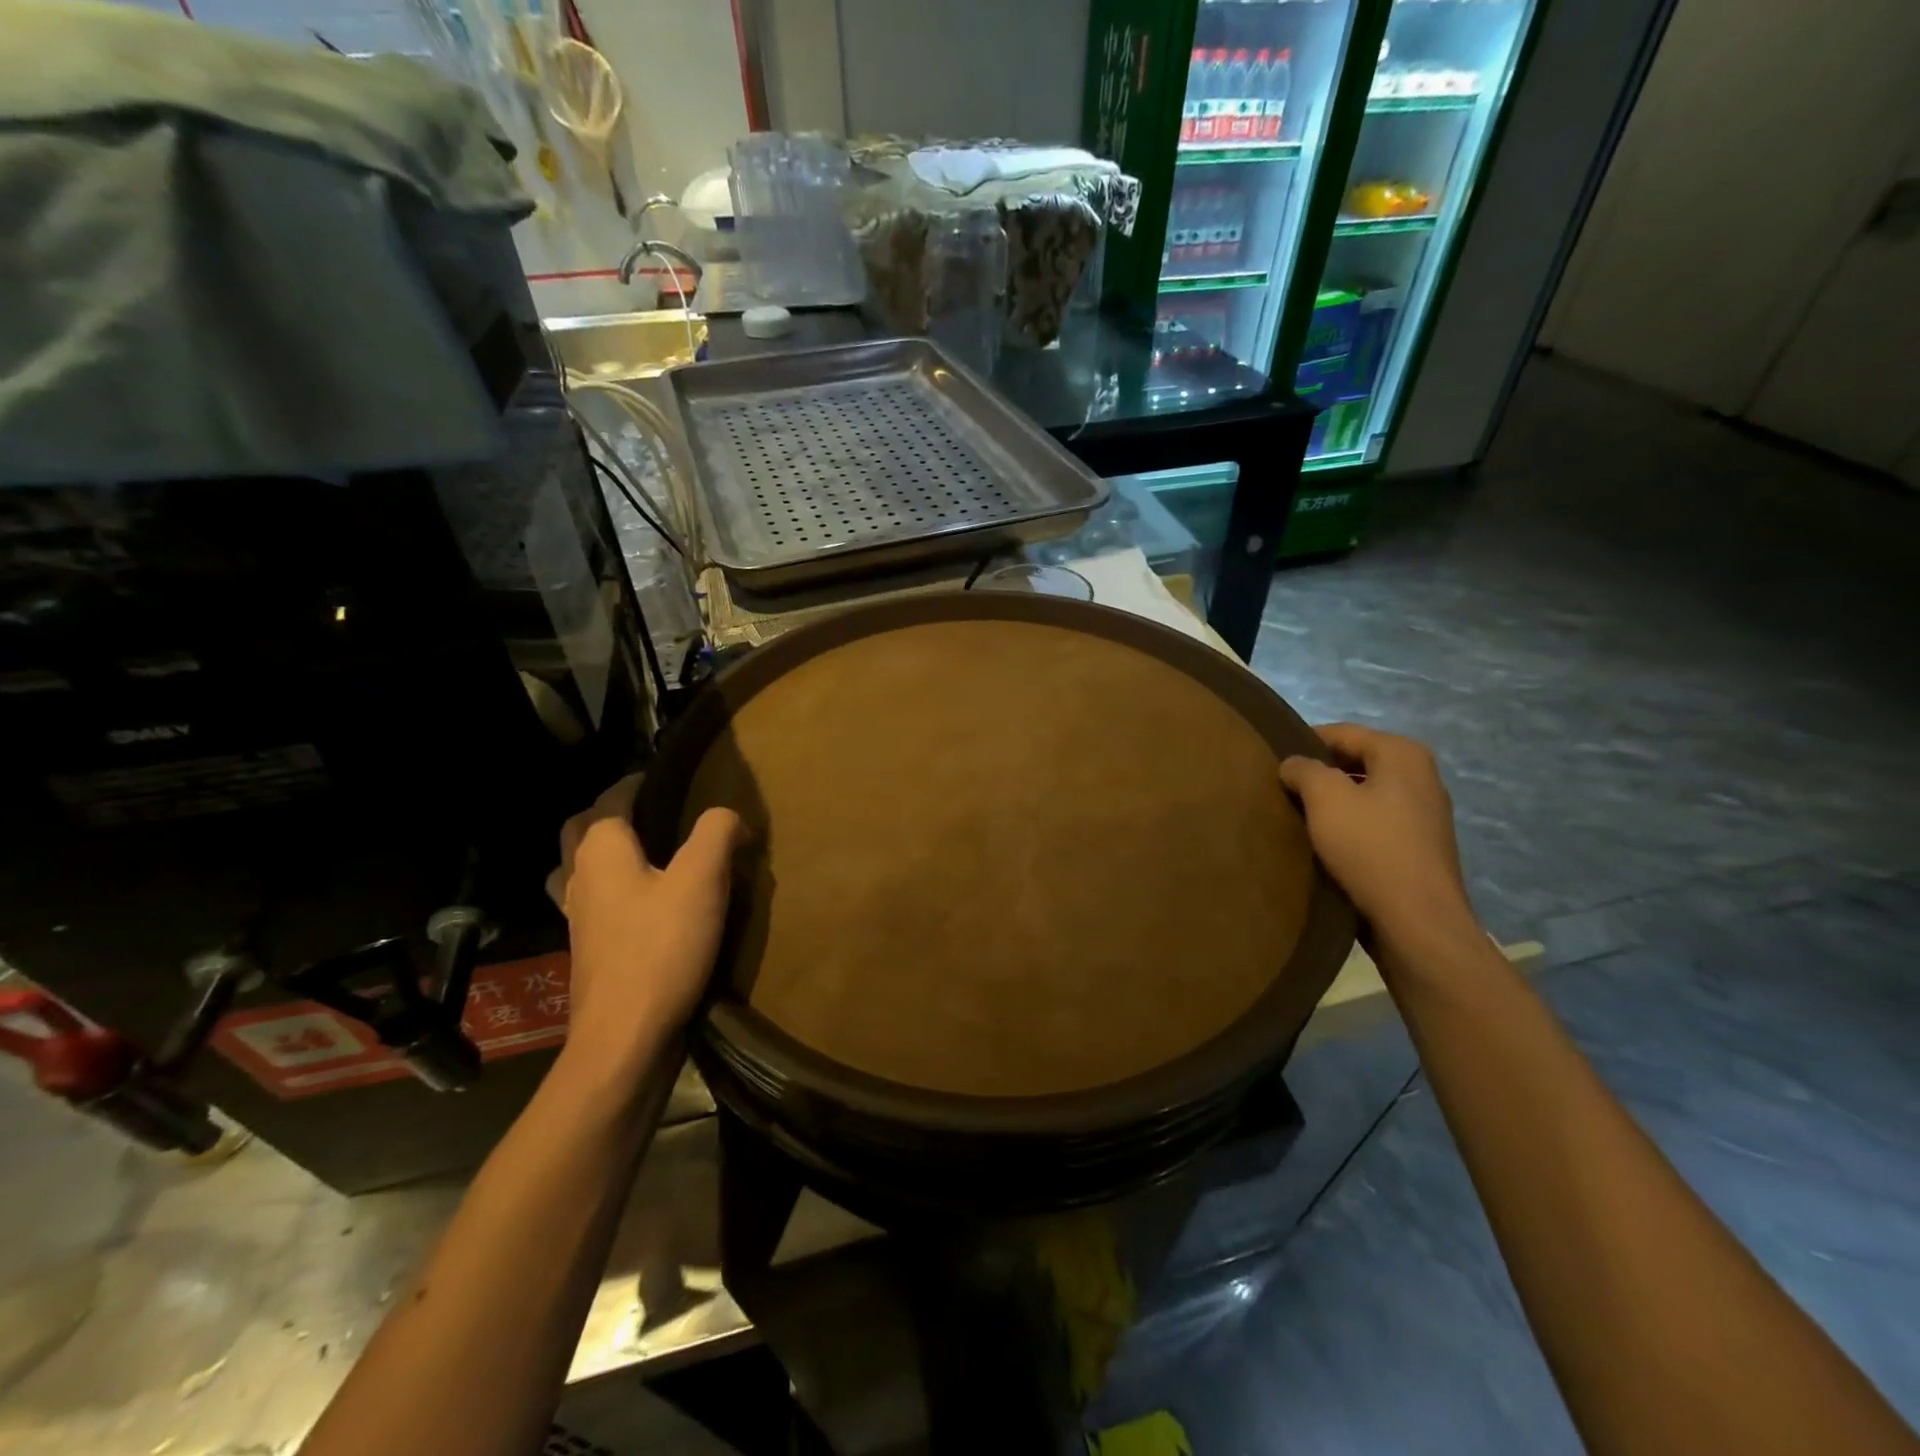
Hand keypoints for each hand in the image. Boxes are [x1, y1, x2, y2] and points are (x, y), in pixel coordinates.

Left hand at [547, 777, 746, 1075]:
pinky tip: (642, 902)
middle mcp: (578, 874)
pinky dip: (609, 886)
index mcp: (600, 848)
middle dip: (613, 811)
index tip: (674, 779)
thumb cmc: (661, 948)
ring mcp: (576, 914)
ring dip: (603, 850)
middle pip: (583, 827)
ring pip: (579, 865)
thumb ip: (717, 832)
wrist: (624, 1035)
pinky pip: (591, 899)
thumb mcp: (702, 880)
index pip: (613, 796)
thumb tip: (730, 817)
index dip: (641, 782)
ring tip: (647, 854)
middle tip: (657, 812)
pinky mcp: (586, 946)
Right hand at [1278, 724, 1480, 959]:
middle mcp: (1421, 776)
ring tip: (1297, 817)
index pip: (1342, 733)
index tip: (1273, 760)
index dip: (1304, 742)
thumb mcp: (1325, 798)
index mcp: (1403, 754)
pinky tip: (1325, 844)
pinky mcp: (1420, 847)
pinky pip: (1375, 823)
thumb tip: (1293, 764)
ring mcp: (1425, 814)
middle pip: (1356, 762)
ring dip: (1333, 803)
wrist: (1416, 921)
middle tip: (1281, 790)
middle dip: (1319, 773)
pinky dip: (1349, 826)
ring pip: (1365, 795)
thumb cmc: (1369, 848)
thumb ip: (1304, 769)